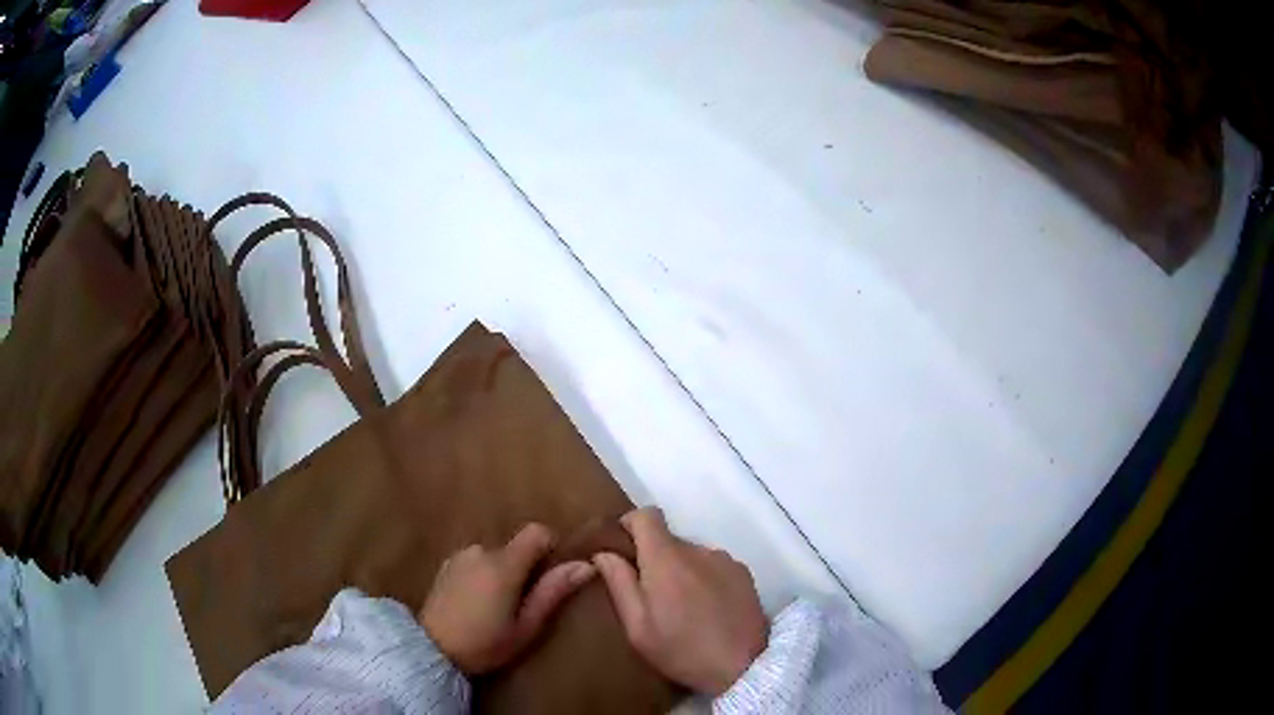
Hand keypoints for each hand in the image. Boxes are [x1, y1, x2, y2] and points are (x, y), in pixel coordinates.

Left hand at [419, 523, 595, 674]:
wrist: (430, 650)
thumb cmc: (485, 643)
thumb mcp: (526, 626)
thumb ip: (553, 592)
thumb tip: (586, 565)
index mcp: (504, 564)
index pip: (537, 531)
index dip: (550, 547)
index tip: (550, 575)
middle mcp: (481, 550)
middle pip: (515, 547)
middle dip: (524, 569)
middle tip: (521, 604)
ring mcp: (459, 556)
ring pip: (494, 555)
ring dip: (501, 573)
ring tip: (496, 607)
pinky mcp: (444, 565)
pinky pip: (475, 562)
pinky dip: (481, 575)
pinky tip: (474, 603)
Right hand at [593, 507, 768, 695]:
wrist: (743, 666)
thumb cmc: (681, 650)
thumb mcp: (637, 626)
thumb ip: (619, 583)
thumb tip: (603, 553)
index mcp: (666, 559)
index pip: (646, 515)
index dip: (630, 524)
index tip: (623, 547)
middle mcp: (698, 550)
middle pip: (668, 539)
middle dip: (654, 559)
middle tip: (650, 595)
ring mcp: (725, 560)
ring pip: (692, 555)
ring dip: (681, 571)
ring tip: (682, 608)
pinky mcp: (744, 573)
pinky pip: (714, 566)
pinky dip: (704, 579)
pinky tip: (707, 610)